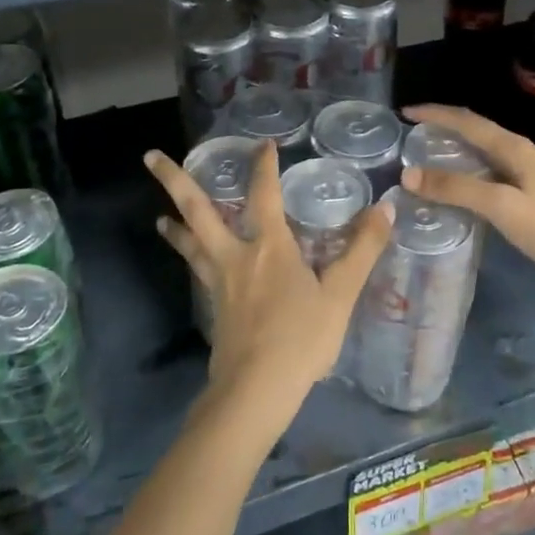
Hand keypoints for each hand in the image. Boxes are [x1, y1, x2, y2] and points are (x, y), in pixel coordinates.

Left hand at [145, 143, 394, 422]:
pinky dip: (190, 257)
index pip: (264, 194)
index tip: (263, 144)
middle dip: (174, 180)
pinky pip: (198, 270)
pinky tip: (196, 264)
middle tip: (149, 156)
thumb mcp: (340, 294)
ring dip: (175, 226)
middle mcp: (236, 256)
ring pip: (190, 243)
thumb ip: (362, 249)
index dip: (263, 166)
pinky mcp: (214, 307)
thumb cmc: (301, 339)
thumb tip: (385, 207)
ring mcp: (219, 282)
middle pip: (197, 210)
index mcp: (269, 247)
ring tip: (160, 217)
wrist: (256, 390)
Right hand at [400, 104, 534, 298]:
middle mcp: (522, 150)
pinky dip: (472, 166)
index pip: (466, 120)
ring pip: (487, 148)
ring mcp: (532, 169)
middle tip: (415, 133)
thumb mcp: (499, 205)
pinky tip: (465, 183)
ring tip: (432, 155)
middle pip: (477, 129)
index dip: (435, 113)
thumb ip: (455, 188)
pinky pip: (495, 166)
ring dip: (459, 146)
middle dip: (445, 126)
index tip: (405, 112)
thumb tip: (408, 175)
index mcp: (513, 146)